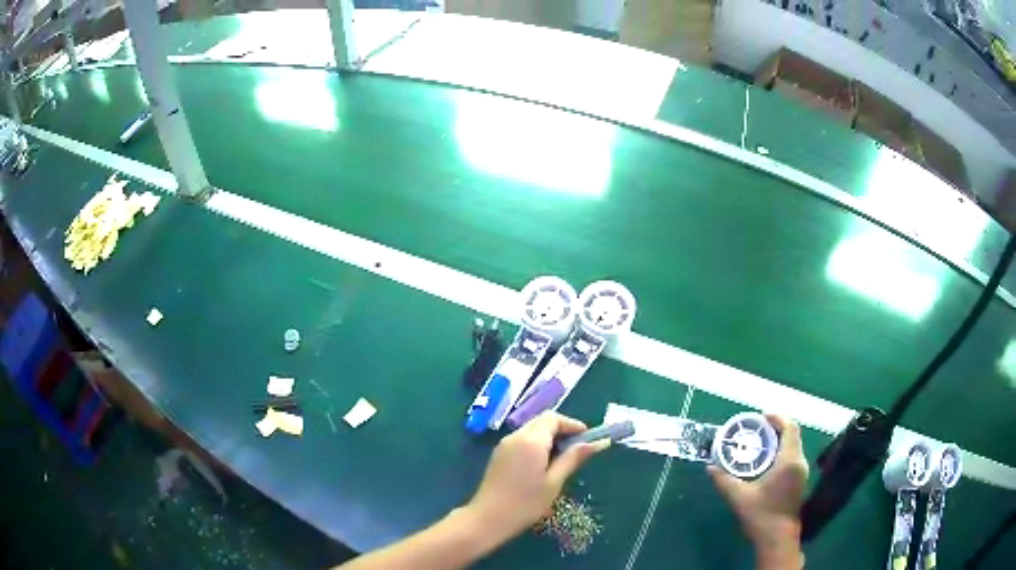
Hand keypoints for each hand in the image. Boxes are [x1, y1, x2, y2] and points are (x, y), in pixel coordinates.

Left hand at [465, 412, 608, 546]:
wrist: (488, 518)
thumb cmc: (526, 503)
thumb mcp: (554, 482)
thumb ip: (573, 458)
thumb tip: (596, 443)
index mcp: (531, 440)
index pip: (554, 418)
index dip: (572, 425)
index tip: (587, 439)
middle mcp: (516, 436)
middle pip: (542, 422)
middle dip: (562, 431)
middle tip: (577, 450)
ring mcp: (504, 445)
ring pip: (532, 430)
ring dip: (549, 438)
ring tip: (563, 459)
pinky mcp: (499, 455)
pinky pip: (522, 440)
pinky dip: (536, 444)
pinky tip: (543, 465)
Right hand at [708, 414, 807, 568]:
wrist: (778, 538)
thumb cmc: (761, 515)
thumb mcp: (739, 498)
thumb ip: (724, 480)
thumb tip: (710, 467)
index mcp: (789, 461)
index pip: (790, 428)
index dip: (777, 417)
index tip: (761, 417)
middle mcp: (799, 462)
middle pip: (792, 435)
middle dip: (775, 428)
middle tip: (755, 429)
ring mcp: (801, 472)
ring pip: (793, 446)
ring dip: (778, 440)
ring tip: (758, 443)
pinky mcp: (799, 481)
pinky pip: (792, 456)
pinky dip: (781, 451)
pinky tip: (765, 461)